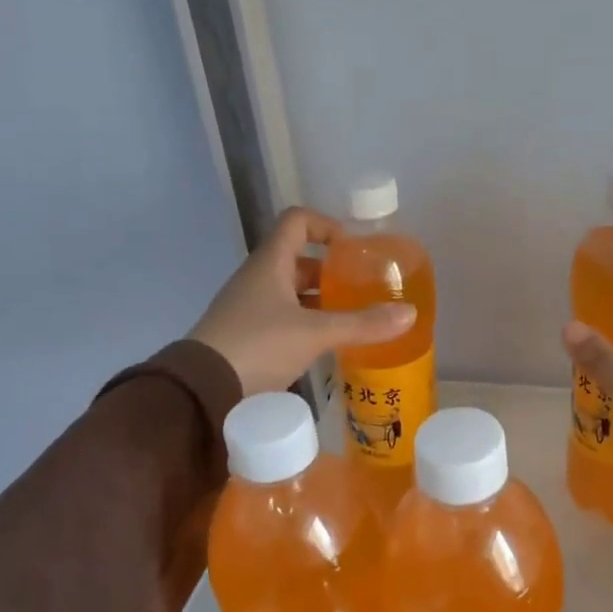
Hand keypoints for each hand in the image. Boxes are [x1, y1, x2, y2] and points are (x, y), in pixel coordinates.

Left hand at [192, 207, 414, 396]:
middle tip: (361, 288)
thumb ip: (362, 324)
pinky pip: (282, 317)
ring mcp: (249, 307)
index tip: (353, 248)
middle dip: (330, 271)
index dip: (326, 225)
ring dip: (320, 299)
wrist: (202, 390)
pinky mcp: (246, 335)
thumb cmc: (258, 346)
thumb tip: (410, 313)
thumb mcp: (315, 334)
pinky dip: (306, 322)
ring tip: (351, 317)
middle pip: (298, 259)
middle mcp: (257, 278)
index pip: (297, 221)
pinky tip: (326, 343)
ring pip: (290, 291)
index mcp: (270, 263)